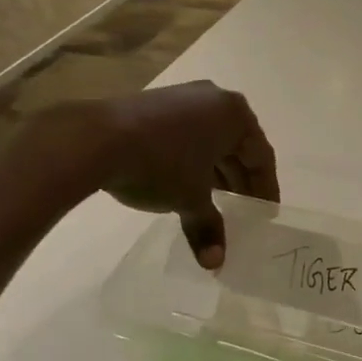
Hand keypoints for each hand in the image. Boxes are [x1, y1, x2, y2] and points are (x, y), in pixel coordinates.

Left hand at [34, 82, 277, 268]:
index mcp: (235, 115)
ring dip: (216, 171)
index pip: (261, 156)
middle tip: (243, 210)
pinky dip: (193, 159)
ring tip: (215, 202)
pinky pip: (187, 134)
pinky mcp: (156, 104)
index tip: (266, 213)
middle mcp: (215, 98)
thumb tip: (215, 264)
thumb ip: (209, 226)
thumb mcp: (190, 199)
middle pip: (237, 145)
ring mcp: (183, 97)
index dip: (265, 188)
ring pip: (211, 139)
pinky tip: (185, 183)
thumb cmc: (160, 164)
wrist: (95, 139)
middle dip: (240, 180)